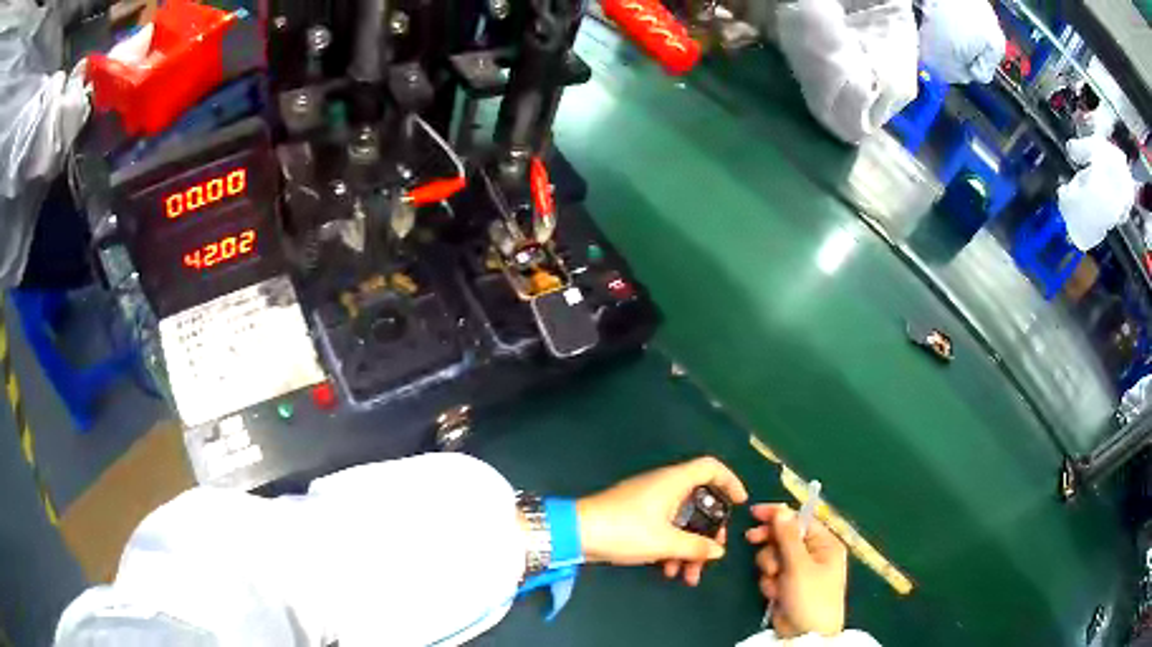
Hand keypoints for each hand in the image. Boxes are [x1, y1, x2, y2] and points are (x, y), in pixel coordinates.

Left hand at [576, 457, 747, 585]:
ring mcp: (649, 502)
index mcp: (674, 482)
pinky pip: (664, 530)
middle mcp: (664, 487)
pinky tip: (668, 572)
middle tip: (711, 554)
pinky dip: (670, 549)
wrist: (577, 534)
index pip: (711, 468)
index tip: (740, 505)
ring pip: (681, 522)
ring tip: (688, 577)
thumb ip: (696, 547)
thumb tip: (718, 551)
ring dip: (688, 548)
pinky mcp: (636, 518)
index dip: (730, 481)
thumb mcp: (665, 542)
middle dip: (708, 532)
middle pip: (699, 503)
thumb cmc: (625, 530)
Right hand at [746, 504, 847, 637]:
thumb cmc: (810, 596)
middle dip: (770, 544)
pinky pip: (772, 575)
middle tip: (751, 540)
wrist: (805, 635)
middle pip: (785, 537)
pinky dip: (769, 582)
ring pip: (774, 557)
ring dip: (769, 567)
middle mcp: (813, 554)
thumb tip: (781, 510)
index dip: (778, 515)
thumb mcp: (799, 565)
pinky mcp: (787, 586)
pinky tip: (775, 593)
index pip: (800, 520)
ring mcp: (799, 571)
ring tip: (775, 579)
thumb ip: (788, 537)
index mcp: (825, 544)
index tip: (754, 512)